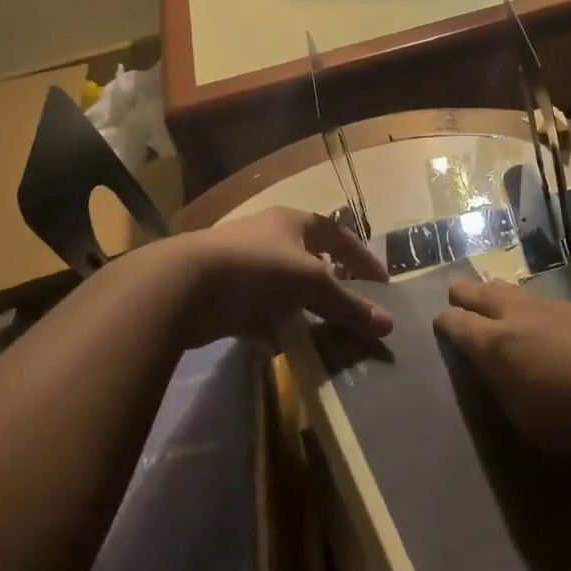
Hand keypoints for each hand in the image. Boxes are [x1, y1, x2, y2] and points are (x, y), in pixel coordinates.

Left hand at [172, 207, 391, 345]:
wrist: (182, 287)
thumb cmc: (257, 269)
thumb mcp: (311, 284)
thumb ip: (348, 305)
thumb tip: (388, 325)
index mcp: (292, 222)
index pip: (338, 234)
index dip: (362, 256)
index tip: (381, 282)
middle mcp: (268, 238)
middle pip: (308, 260)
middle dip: (329, 285)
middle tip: (349, 307)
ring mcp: (242, 266)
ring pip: (282, 288)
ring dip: (299, 309)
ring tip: (319, 333)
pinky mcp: (222, 295)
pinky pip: (257, 312)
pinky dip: (270, 328)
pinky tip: (278, 347)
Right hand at [433, 277, 570, 456]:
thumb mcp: (526, 420)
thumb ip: (505, 392)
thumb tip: (495, 374)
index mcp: (496, 344)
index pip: (460, 325)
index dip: (447, 322)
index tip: (439, 319)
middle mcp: (519, 315)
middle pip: (484, 294)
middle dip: (466, 292)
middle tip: (454, 288)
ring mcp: (553, 307)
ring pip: (515, 291)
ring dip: (498, 291)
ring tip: (491, 290)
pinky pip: (542, 299)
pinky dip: (529, 301)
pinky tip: (537, 310)